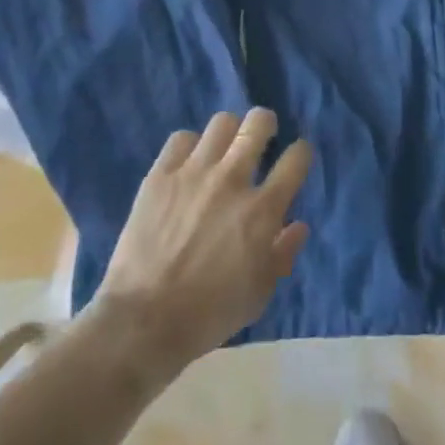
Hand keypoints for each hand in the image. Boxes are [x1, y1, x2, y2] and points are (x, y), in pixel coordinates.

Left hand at [95, 107, 311, 367]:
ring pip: (221, 122)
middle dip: (266, 124)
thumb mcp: (260, 293)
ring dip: (229, 132)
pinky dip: (190, 146)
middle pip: (258, 124)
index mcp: (263, 209)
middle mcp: (232, 180)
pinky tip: (188, 163)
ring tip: (224, 147)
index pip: (296, 159)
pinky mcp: (160, 176)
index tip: (296, 158)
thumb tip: (298, 225)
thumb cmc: (210, 313)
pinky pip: (180, 139)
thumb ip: (284, 253)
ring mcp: (194, 173)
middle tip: (262, 136)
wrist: (143, 322)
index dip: (301, 152)